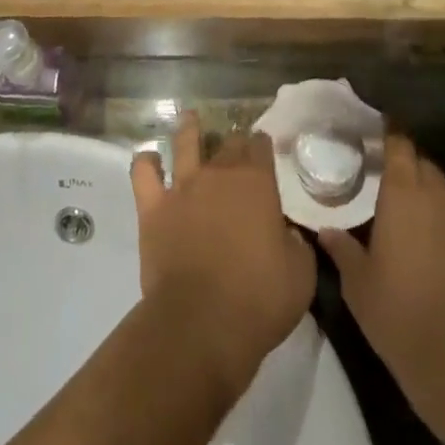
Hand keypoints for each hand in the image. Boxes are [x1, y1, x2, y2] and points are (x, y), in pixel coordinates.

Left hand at [132, 113, 314, 398]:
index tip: (263, 149)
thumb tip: (287, 233)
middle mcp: (219, 173)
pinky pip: (143, 173)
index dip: (262, 145)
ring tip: (190, 119)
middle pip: (227, 143)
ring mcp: (182, 187)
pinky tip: (149, 159)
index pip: (260, 146)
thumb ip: (296, 243)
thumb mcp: (301, 275)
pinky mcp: (153, 208)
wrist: (201, 324)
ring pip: (184, 143)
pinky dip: (145, 162)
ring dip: (189, 129)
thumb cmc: (258, 300)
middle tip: (235, 147)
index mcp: (257, 182)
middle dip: (233, 142)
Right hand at [318, 137, 444, 436]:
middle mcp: (439, 194)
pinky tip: (438, 250)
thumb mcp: (359, 285)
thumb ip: (342, 249)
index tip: (373, 140)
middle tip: (385, 185)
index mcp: (404, 192)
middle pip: (422, 164)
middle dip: (406, 168)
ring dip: (428, 195)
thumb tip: (326, 230)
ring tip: (411, 217)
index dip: (387, 137)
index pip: (399, 143)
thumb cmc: (402, 315)